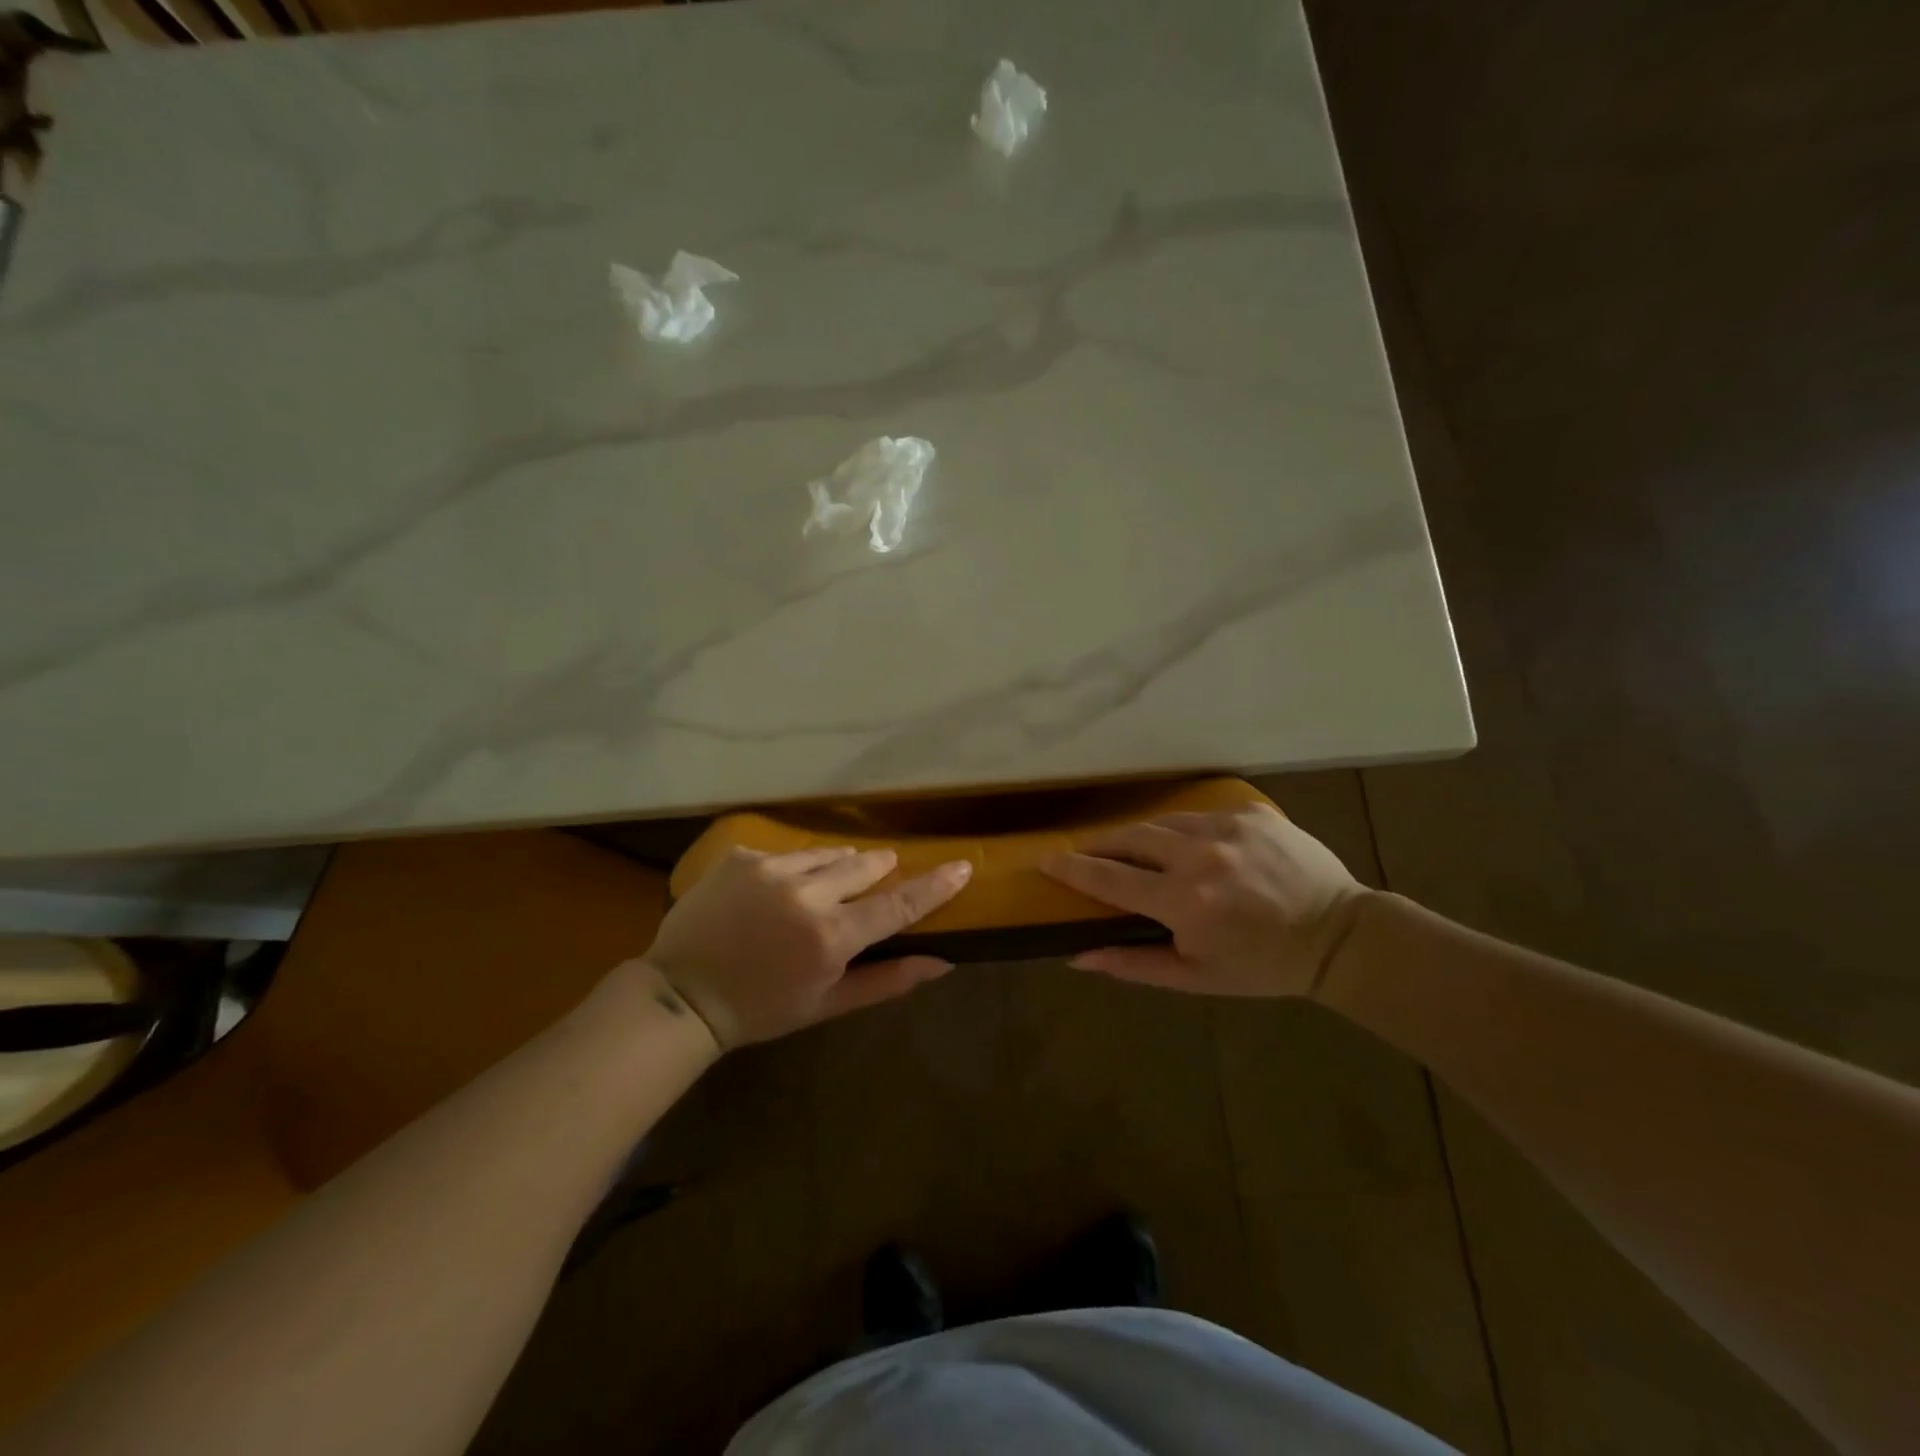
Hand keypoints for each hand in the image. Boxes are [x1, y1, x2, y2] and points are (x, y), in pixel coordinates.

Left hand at [643, 846, 971, 1048]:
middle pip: (865, 865)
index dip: (935, 885)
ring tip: (819, 890)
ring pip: (826, 854)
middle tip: (876, 877)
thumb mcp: (827, 1004)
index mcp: (831, 937)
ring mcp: (770, 869)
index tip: (963, 866)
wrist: (681, 994)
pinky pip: (785, 854)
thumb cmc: (761, 1009)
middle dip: (877, 870)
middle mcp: (806, 894)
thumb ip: (886, 981)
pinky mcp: (742, 857)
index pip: (898, 905)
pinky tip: (771, 894)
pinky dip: (791, 869)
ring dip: (835, 867)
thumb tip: (942, 963)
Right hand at [1041, 803, 1366, 997]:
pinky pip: (1200, 815)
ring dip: (1140, 836)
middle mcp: (1199, 855)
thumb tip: (1077, 956)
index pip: (1109, 877)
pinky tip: (1191, 848)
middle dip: (1101, 845)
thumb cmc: (1263, 966)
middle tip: (1085, 854)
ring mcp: (1227, 827)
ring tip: (1133, 850)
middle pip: (1129, 838)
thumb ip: (1133, 964)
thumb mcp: (1195, 977)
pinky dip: (1184, 831)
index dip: (1072, 868)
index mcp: (1183, 901)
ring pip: (1162, 822)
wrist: (1340, 936)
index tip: (1045, 860)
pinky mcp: (1251, 812)